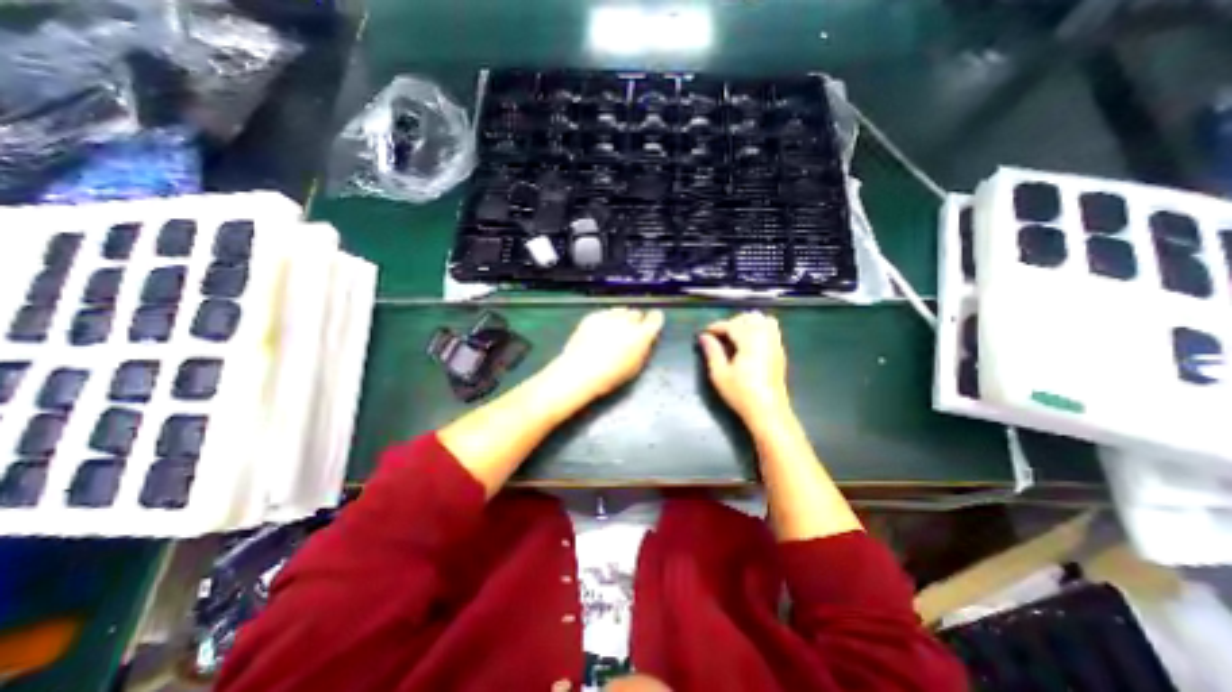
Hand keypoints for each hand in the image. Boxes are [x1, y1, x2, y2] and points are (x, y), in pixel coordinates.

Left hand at [541, 307, 663, 410]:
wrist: (581, 371)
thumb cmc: (611, 376)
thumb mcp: (635, 366)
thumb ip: (643, 348)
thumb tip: (646, 340)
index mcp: (642, 334)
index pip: (655, 318)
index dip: (655, 319)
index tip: (653, 322)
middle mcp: (627, 321)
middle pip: (636, 313)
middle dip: (635, 321)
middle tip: (629, 332)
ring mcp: (609, 316)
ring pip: (621, 310)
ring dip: (621, 318)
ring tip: (614, 330)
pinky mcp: (593, 316)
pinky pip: (605, 313)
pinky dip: (606, 319)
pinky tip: (600, 331)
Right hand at [704, 311, 787, 426]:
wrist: (768, 411)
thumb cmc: (741, 394)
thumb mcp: (720, 374)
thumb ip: (712, 351)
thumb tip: (704, 336)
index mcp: (750, 342)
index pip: (732, 324)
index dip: (717, 326)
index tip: (705, 333)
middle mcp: (765, 338)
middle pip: (749, 317)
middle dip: (732, 322)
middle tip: (719, 336)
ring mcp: (775, 344)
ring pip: (763, 320)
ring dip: (747, 322)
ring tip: (735, 336)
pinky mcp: (780, 351)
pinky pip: (772, 328)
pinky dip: (759, 327)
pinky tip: (749, 342)